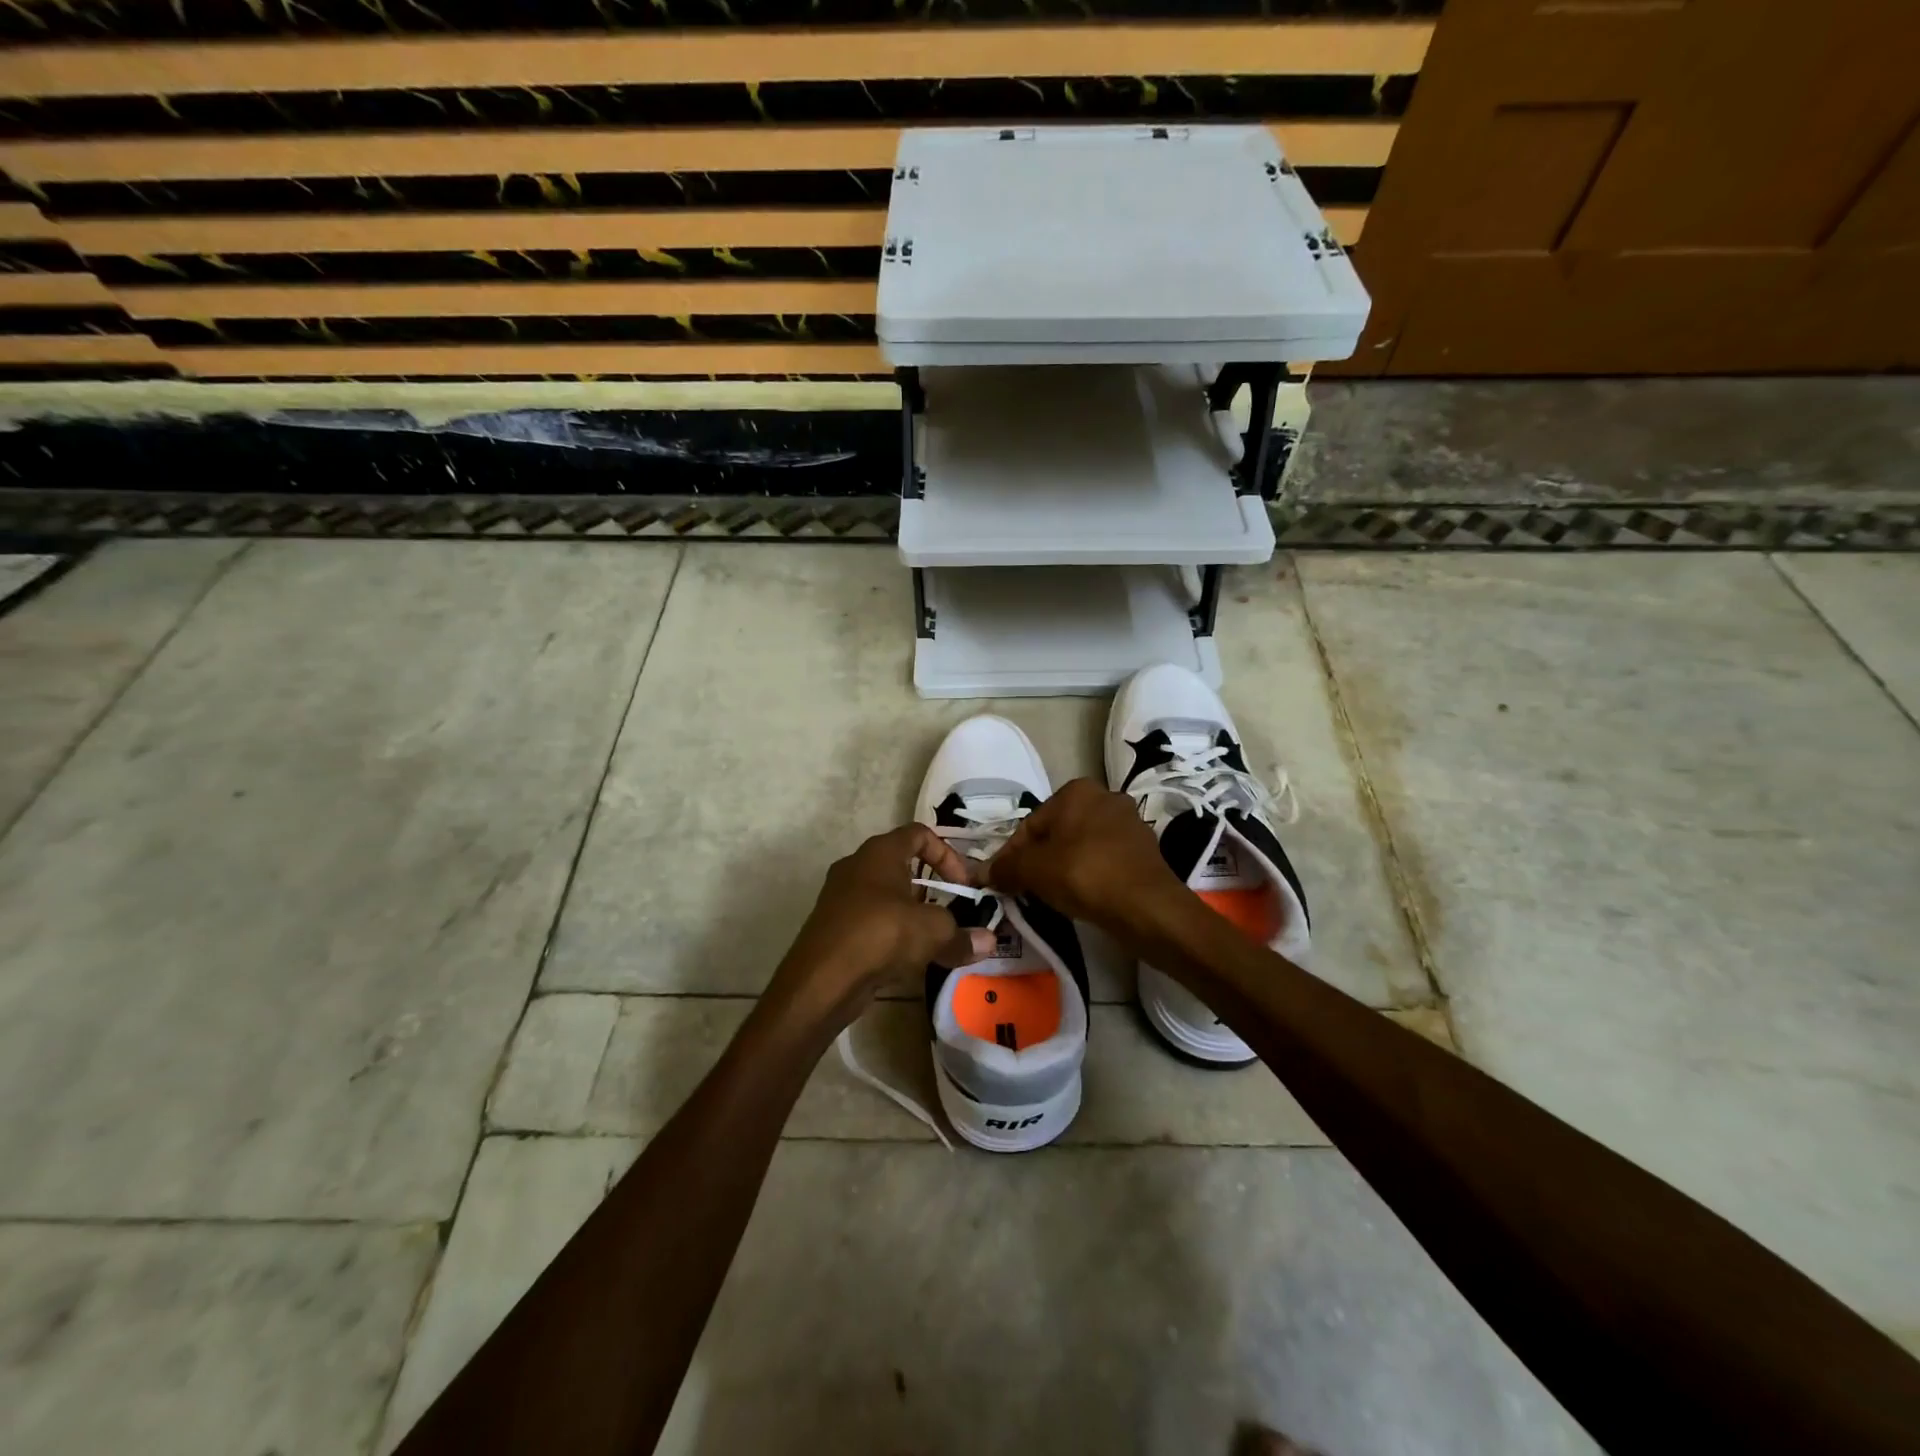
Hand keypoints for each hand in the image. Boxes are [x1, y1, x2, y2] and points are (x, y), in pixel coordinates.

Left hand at [771, 823, 993, 1023]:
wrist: (821, 980)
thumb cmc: (880, 935)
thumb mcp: (932, 932)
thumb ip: (962, 934)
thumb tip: (989, 942)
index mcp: (880, 852)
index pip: (919, 833)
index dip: (947, 854)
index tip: (963, 884)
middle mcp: (857, 866)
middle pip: (902, 864)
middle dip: (932, 886)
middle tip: (952, 910)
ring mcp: (841, 896)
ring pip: (886, 895)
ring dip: (912, 912)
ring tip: (934, 937)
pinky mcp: (835, 927)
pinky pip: (872, 920)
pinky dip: (893, 932)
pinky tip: (909, 958)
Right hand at [987, 778, 1185, 931]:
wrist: (1147, 906)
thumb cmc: (1084, 874)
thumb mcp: (1034, 870)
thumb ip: (1006, 868)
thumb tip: (982, 873)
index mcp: (1076, 790)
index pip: (1030, 824)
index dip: (1011, 855)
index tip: (1001, 881)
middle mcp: (1105, 797)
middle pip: (1056, 833)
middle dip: (1039, 860)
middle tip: (1024, 889)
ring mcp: (1129, 822)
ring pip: (1080, 846)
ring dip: (1063, 868)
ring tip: (1051, 896)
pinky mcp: (1144, 850)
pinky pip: (1103, 860)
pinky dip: (1089, 875)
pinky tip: (1081, 897)